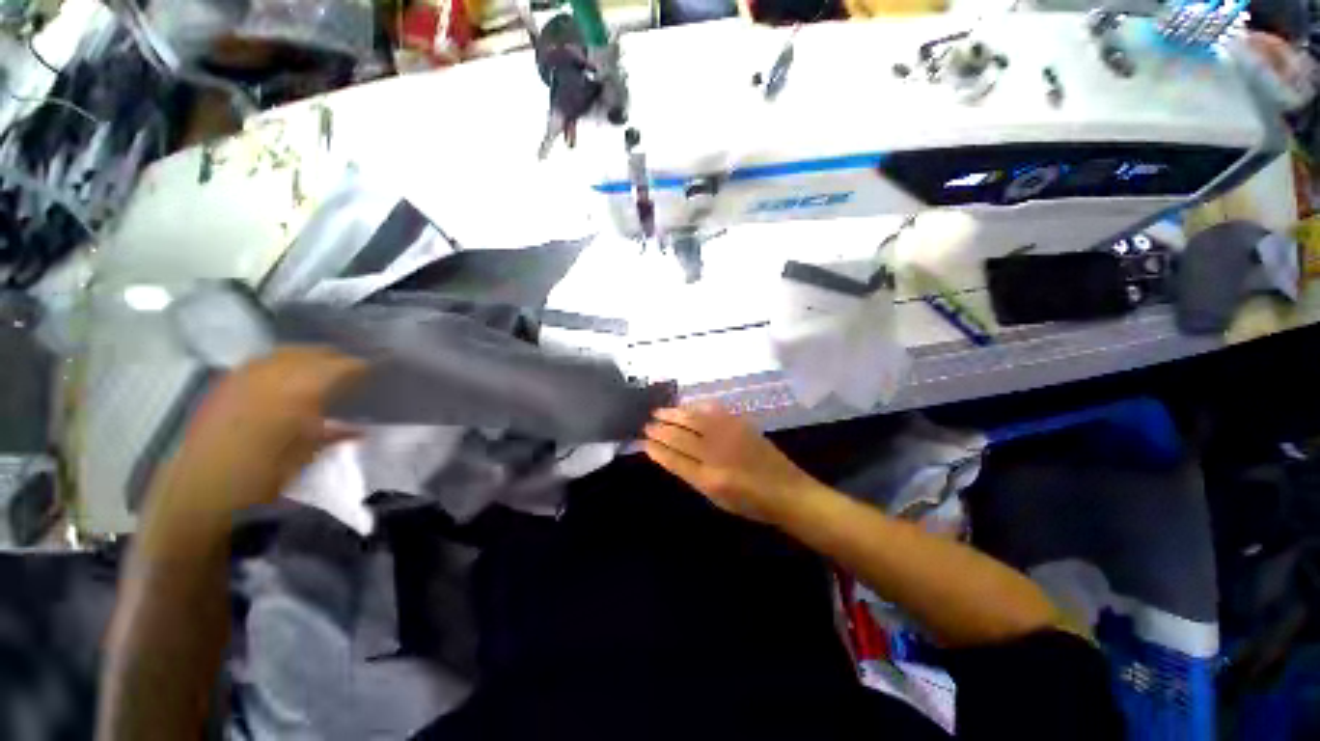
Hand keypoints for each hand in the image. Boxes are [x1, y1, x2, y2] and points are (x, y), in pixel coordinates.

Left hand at [159, 347, 366, 514]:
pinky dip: (281, 363)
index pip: (345, 366)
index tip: (375, 376)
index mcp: (304, 389)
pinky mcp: (229, 380)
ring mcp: (249, 373)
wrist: (202, 485)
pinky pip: (263, 359)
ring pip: (289, 351)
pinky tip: (285, 377)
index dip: (363, 369)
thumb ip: (335, 434)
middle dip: (338, 360)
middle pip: (317, 352)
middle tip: (352, 374)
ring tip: (321, 371)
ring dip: (310, 357)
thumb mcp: (309, 454)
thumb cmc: (264, 472)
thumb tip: (360, 430)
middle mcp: (277, 372)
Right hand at [643, 402, 818, 523]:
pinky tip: (687, 406)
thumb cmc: (750, 502)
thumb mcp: (716, 497)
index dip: (656, 449)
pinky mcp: (740, 423)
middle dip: (660, 429)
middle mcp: (716, 453)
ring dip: (673, 414)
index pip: (674, 459)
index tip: (643, 441)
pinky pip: (712, 409)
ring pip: (693, 419)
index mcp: (708, 478)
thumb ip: (691, 474)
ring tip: (658, 411)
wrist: (787, 490)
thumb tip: (669, 454)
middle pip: (680, 436)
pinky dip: (696, 406)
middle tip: (646, 423)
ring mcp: (729, 435)